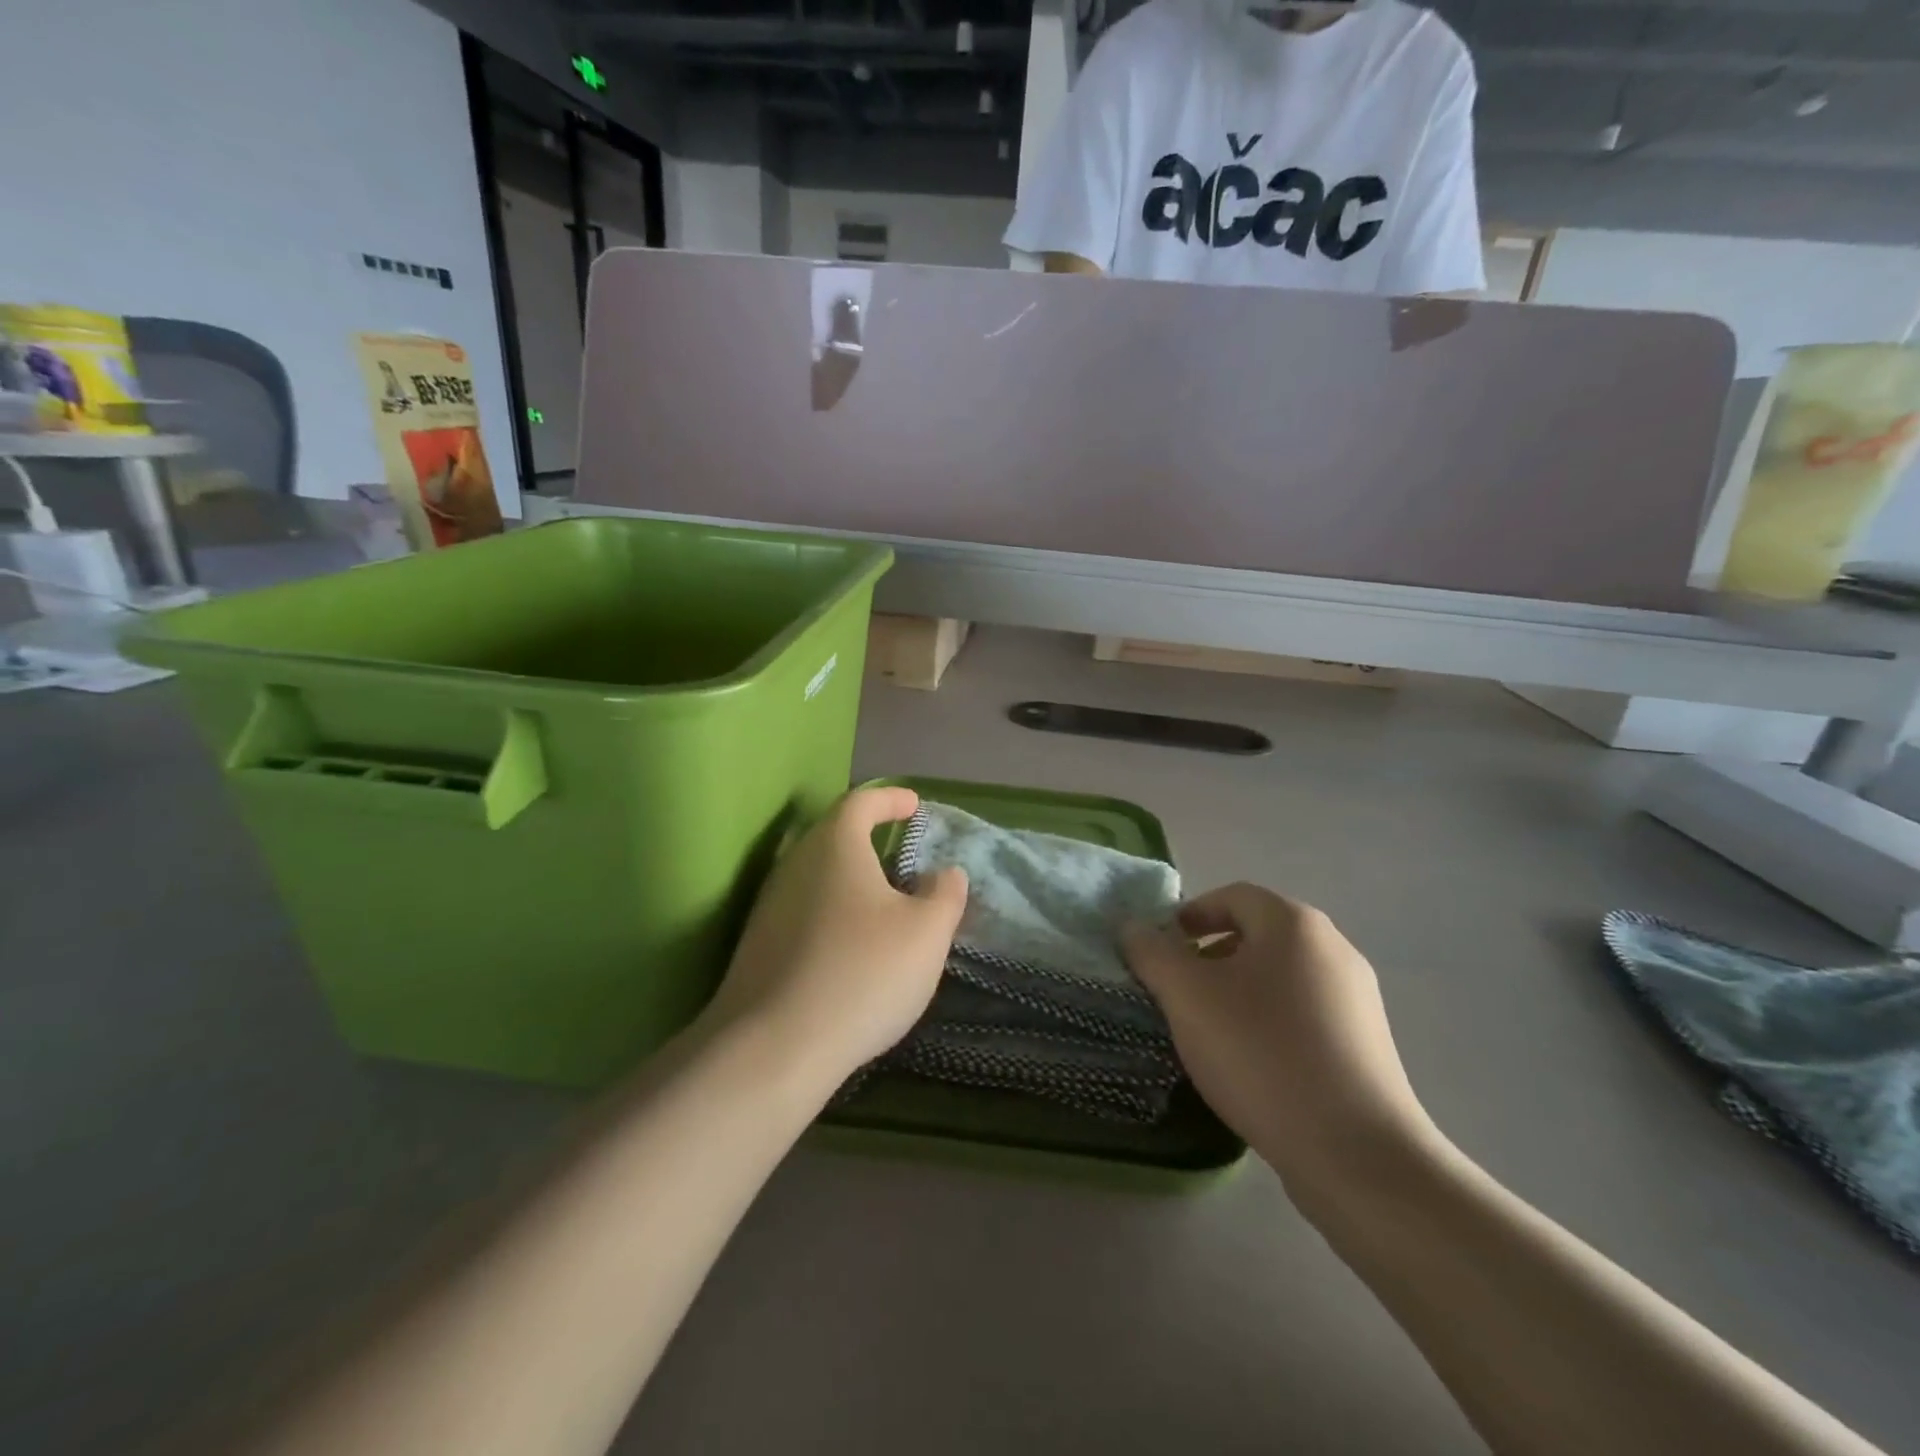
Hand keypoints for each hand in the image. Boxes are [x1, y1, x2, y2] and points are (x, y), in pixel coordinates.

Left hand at [700, 787, 967, 1090]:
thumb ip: (945, 894)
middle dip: (870, 838)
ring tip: (884, 903)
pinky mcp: (758, 944)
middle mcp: (795, 863)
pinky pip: (804, 910)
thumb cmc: (863, 972)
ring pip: (818, 876)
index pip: (862, 801)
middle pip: (834, 836)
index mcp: (835, 845)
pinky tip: (851, 946)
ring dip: (851, 880)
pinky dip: (833, 912)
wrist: (774, 1047)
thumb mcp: (927, 932)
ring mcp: (770, 905)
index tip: (914, 805)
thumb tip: (944, 873)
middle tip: (902, 855)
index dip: (891, 799)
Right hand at [1122, 884, 1439, 1194]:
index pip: (1232, 896)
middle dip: (1210, 956)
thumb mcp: (1187, 996)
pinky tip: (1253, 1064)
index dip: (1189, 915)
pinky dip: (1270, 1023)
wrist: (1356, 1153)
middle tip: (1179, 992)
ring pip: (1280, 977)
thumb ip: (1152, 953)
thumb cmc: (1261, 1053)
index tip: (1161, 951)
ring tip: (1211, 1032)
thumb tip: (1133, 928)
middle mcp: (1334, 948)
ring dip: (1238, 991)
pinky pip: (1305, 1015)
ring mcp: (1357, 999)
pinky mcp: (1368, 1045)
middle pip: (1258, 935)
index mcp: (1294, 924)